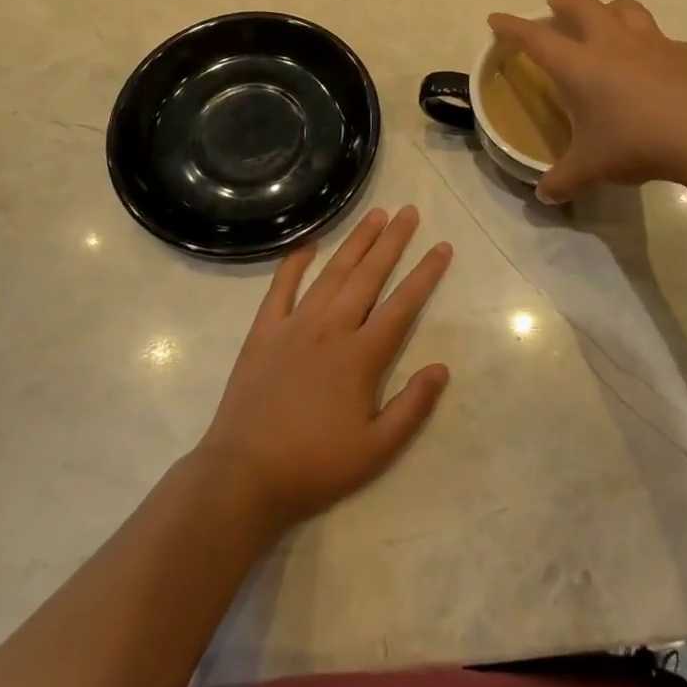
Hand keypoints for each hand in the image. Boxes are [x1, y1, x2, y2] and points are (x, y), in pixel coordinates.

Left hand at [194, 206, 451, 532]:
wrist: (244, 475)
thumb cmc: (315, 465)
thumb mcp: (376, 450)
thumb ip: (412, 407)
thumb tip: (441, 368)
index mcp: (361, 356)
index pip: (402, 305)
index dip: (425, 274)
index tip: (442, 247)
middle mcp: (331, 329)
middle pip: (368, 276)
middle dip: (392, 241)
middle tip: (409, 212)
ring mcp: (294, 326)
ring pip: (332, 273)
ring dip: (355, 242)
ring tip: (375, 215)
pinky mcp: (264, 331)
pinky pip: (281, 288)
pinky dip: (295, 263)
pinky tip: (310, 245)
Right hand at [489, 0, 686, 201]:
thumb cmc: (637, 144)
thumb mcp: (592, 169)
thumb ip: (564, 181)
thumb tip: (544, 197)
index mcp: (580, 66)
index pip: (536, 38)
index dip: (512, 27)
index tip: (496, 18)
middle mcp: (612, 44)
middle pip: (582, 5)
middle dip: (563, 2)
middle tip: (554, 6)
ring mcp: (652, 43)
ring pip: (625, 8)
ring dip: (608, 8)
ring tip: (604, 18)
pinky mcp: (685, 52)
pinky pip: (660, 38)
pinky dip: (648, 42)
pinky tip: (654, 62)